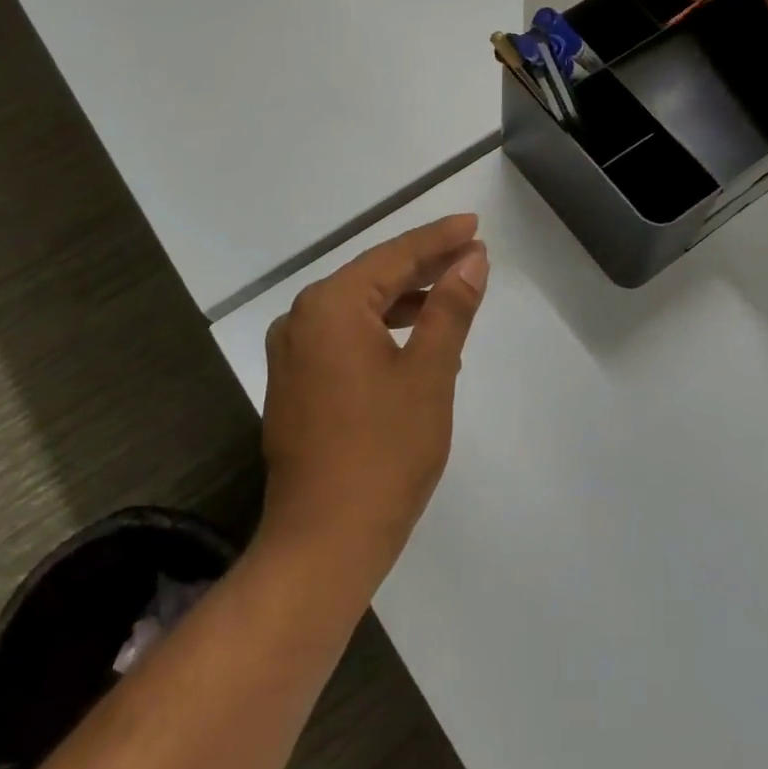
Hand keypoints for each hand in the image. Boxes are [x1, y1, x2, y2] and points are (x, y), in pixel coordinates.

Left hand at [259, 215, 489, 588]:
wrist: (323, 542)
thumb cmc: (384, 452)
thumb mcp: (429, 373)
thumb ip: (449, 308)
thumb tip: (472, 261)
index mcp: (330, 307)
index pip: (394, 256)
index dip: (438, 239)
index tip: (474, 225)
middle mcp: (301, 320)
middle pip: (373, 277)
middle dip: (424, 265)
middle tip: (472, 253)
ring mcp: (293, 354)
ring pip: (359, 309)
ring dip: (406, 299)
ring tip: (453, 291)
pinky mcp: (296, 384)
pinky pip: (345, 338)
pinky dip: (383, 330)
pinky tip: (418, 339)